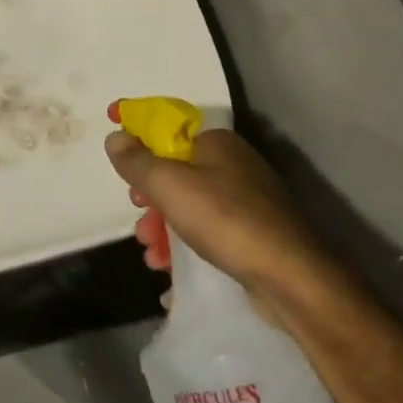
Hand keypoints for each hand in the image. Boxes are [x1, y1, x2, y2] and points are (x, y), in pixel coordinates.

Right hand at [105, 105, 334, 313]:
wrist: (293, 278)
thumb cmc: (225, 219)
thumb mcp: (169, 185)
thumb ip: (136, 161)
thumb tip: (114, 137)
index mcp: (215, 142)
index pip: (167, 123)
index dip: (136, 125)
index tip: (110, 129)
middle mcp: (233, 164)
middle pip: (175, 169)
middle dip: (149, 193)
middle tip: (137, 212)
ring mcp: (246, 200)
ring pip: (188, 203)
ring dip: (162, 225)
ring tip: (150, 253)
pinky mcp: (253, 233)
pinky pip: (206, 230)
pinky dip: (184, 244)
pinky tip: (169, 270)